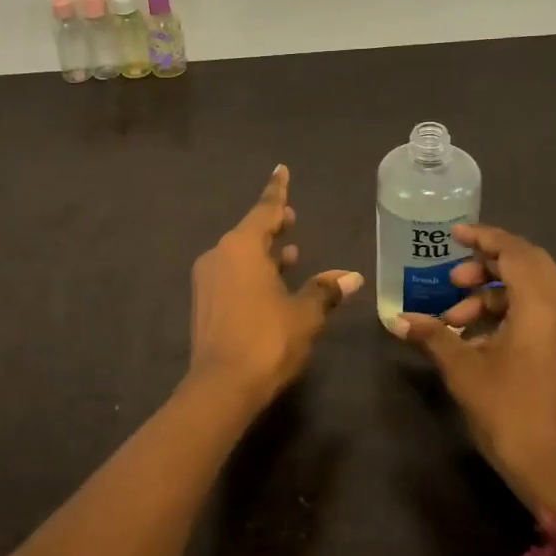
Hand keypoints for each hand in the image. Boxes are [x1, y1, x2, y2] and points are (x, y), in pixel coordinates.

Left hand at [187, 165, 363, 408]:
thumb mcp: (304, 314)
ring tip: (290, 252)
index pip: (265, 210)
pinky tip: (272, 284)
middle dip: (272, 225)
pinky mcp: (204, 303)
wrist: (220, 387)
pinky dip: (253, 273)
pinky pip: (232, 275)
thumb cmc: (266, 340)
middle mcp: (219, 255)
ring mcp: (207, 280)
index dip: (277, 190)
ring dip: (265, 253)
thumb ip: (325, 290)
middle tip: (292, 218)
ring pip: (240, 256)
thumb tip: (351, 276)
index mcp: (241, 247)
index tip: (280, 169)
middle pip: (250, 232)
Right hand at [392, 225, 555, 521]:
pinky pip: (543, 311)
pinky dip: (511, 312)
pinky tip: (479, 341)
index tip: (453, 236)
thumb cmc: (511, 414)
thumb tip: (398, 319)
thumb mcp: (465, 372)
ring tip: (456, 322)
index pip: (515, 250)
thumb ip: (433, 336)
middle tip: (451, 282)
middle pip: (528, 264)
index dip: (483, 238)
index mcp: (544, 305)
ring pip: (535, 289)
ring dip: (494, 295)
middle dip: (486, 267)